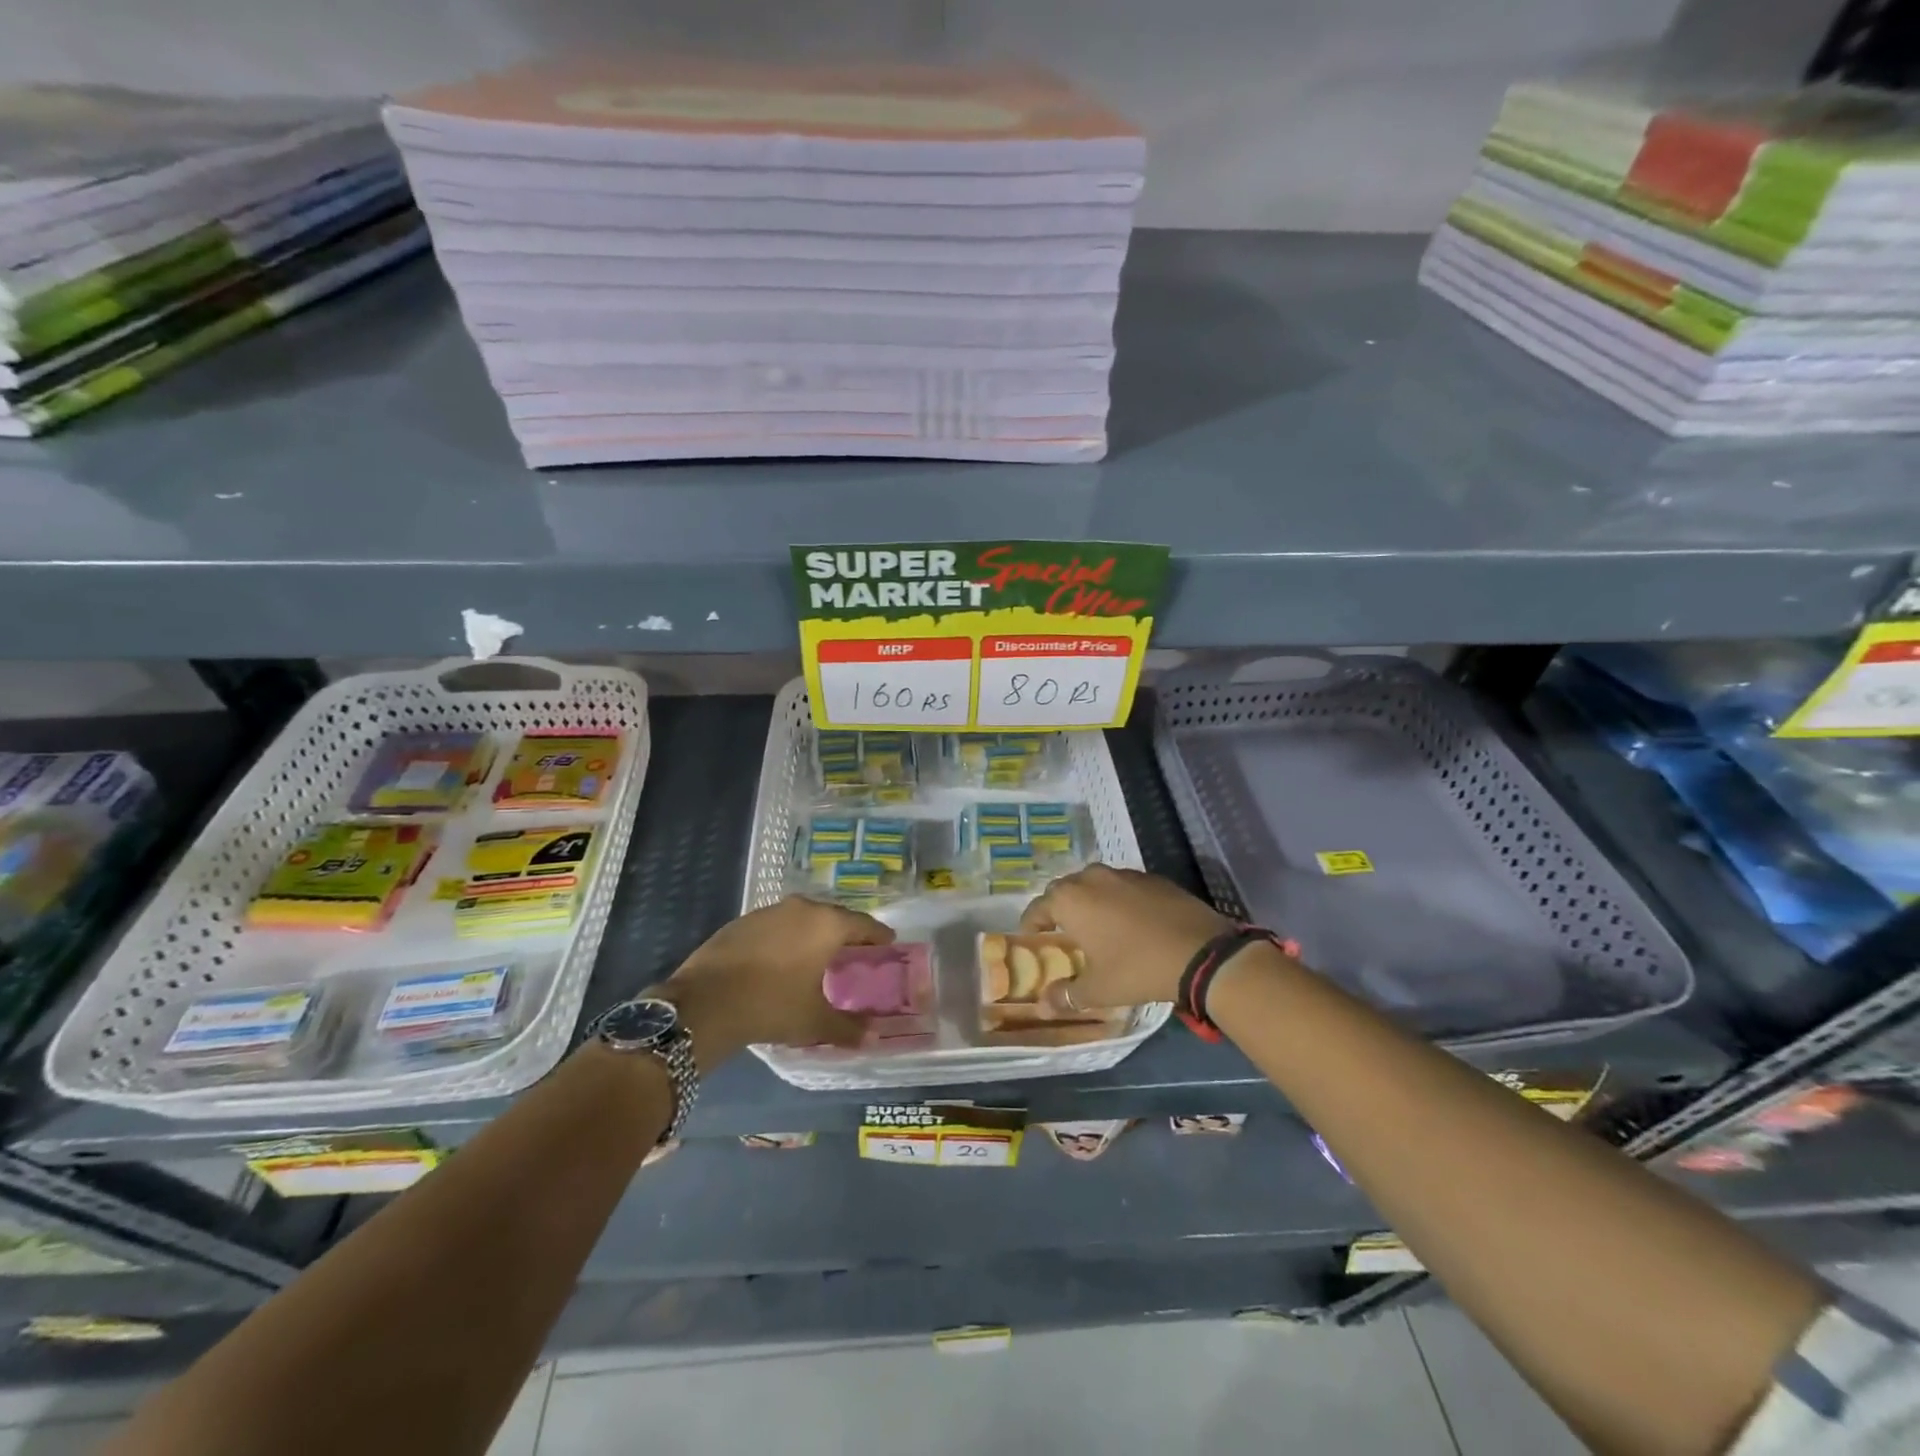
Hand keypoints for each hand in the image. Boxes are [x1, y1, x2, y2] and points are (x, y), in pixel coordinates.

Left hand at [659, 897, 894, 1057]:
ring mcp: (769, 911)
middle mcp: (802, 908)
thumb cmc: (771, 1005)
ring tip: (819, 955)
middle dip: (847, 933)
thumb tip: (872, 1036)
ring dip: (815, 933)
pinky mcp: (743, 921)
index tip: (888, 943)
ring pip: (804, 918)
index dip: (878, 935)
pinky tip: (783, 959)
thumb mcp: (814, 1022)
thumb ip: (848, 1027)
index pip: (864, 924)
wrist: (705, 1003)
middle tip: (855, 952)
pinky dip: (788, 937)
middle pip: (834, 916)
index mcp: (827, 924)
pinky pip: (778, 925)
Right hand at [1020, 864, 1233, 1010]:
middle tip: (1064, 933)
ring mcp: (1125, 874)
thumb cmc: (1137, 968)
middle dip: (1060, 909)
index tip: (1032, 939)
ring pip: (1096, 883)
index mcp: (1071, 900)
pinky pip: (1125, 886)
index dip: (1031, 925)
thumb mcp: (1099, 989)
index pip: (1038, 907)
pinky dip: (1120, 900)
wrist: (1200, 952)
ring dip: (1091, 901)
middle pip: (1065, 890)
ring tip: (1098, 926)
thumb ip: (1067, 994)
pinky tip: (1132, 922)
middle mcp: (1092, 878)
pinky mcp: (1153, 878)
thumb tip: (1043, 1005)